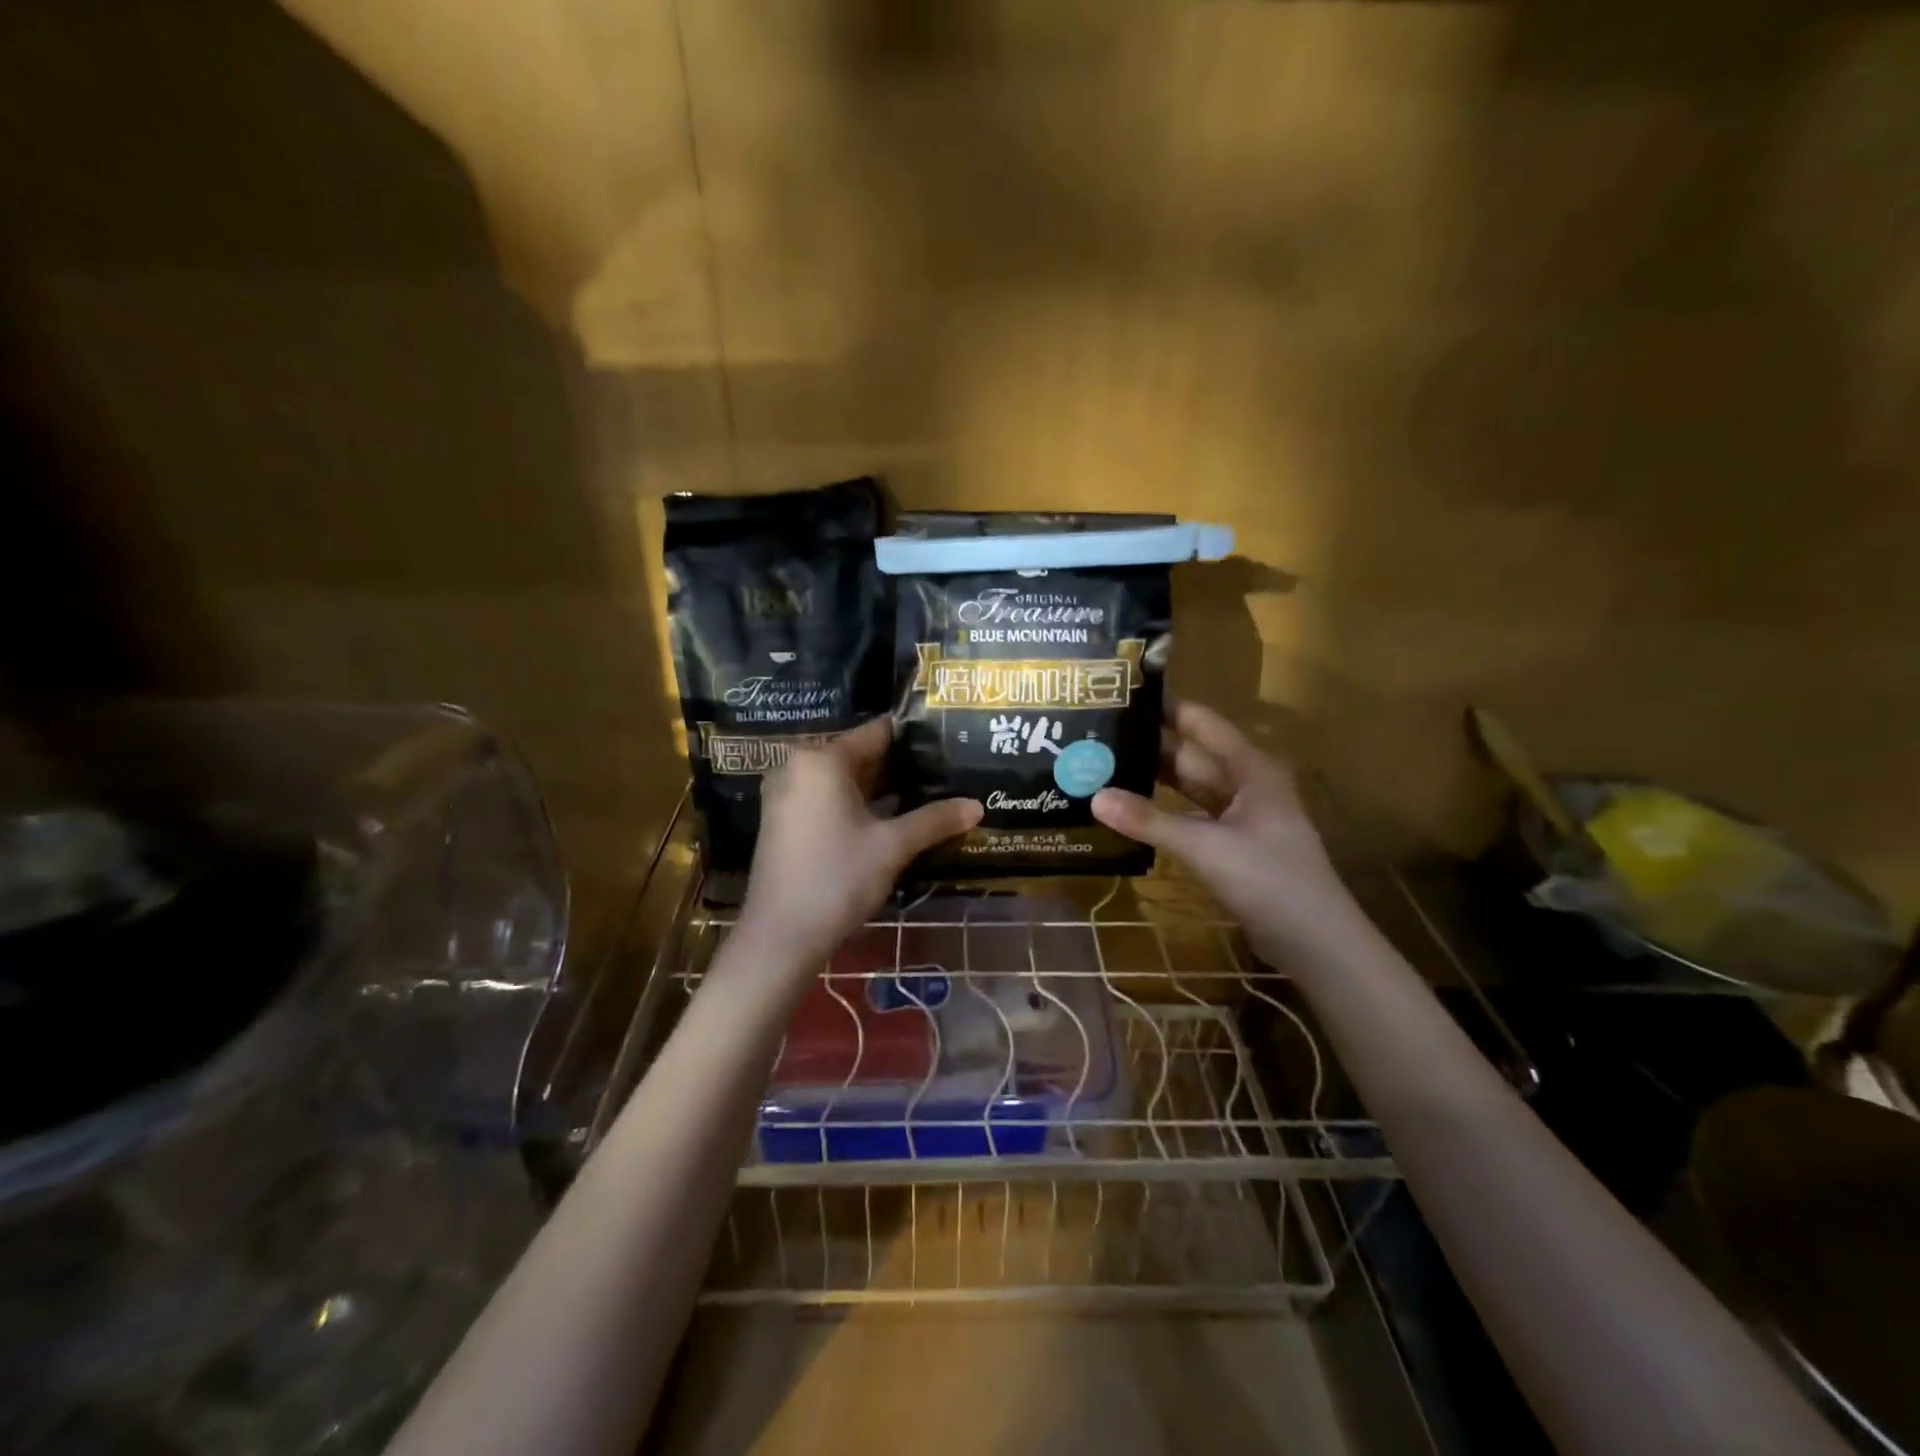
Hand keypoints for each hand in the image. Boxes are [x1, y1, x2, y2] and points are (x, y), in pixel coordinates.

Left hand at [739, 717, 981, 973]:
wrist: (780, 936)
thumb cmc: (836, 879)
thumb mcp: (892, 846)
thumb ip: (935, 820)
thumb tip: (978, 806)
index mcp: (821, 759)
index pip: (877, 732)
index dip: (915, 737)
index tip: (947, 741)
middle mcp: (798, 766)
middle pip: (860, 754)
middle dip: (901, 766)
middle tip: (946, 770)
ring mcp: (787, 794)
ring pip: (845, 780)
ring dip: (882, 788)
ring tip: (929, 792)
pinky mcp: (784, 820)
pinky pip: (828, 798)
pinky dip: (858, 804)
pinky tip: (893, 818)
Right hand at [1092, 701, 1353, 957]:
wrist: (1315, 942)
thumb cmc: (1269, 880)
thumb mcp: (1205, 847)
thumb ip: (1149, 821)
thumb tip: (1094, 796)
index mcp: (1250, 768)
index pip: (1200, 723)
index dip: (1163, 709)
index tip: (1118, 697)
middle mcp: (1245, 784)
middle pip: (1190, 755)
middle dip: (1147, 747)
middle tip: (1096, 739)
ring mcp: (1240, 817)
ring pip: (1189, 788)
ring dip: (1153, 782)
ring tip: (1103, 770)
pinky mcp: (1232, 845)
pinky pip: (1191, 818)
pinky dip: (1163, 814)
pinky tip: (1130, 812)